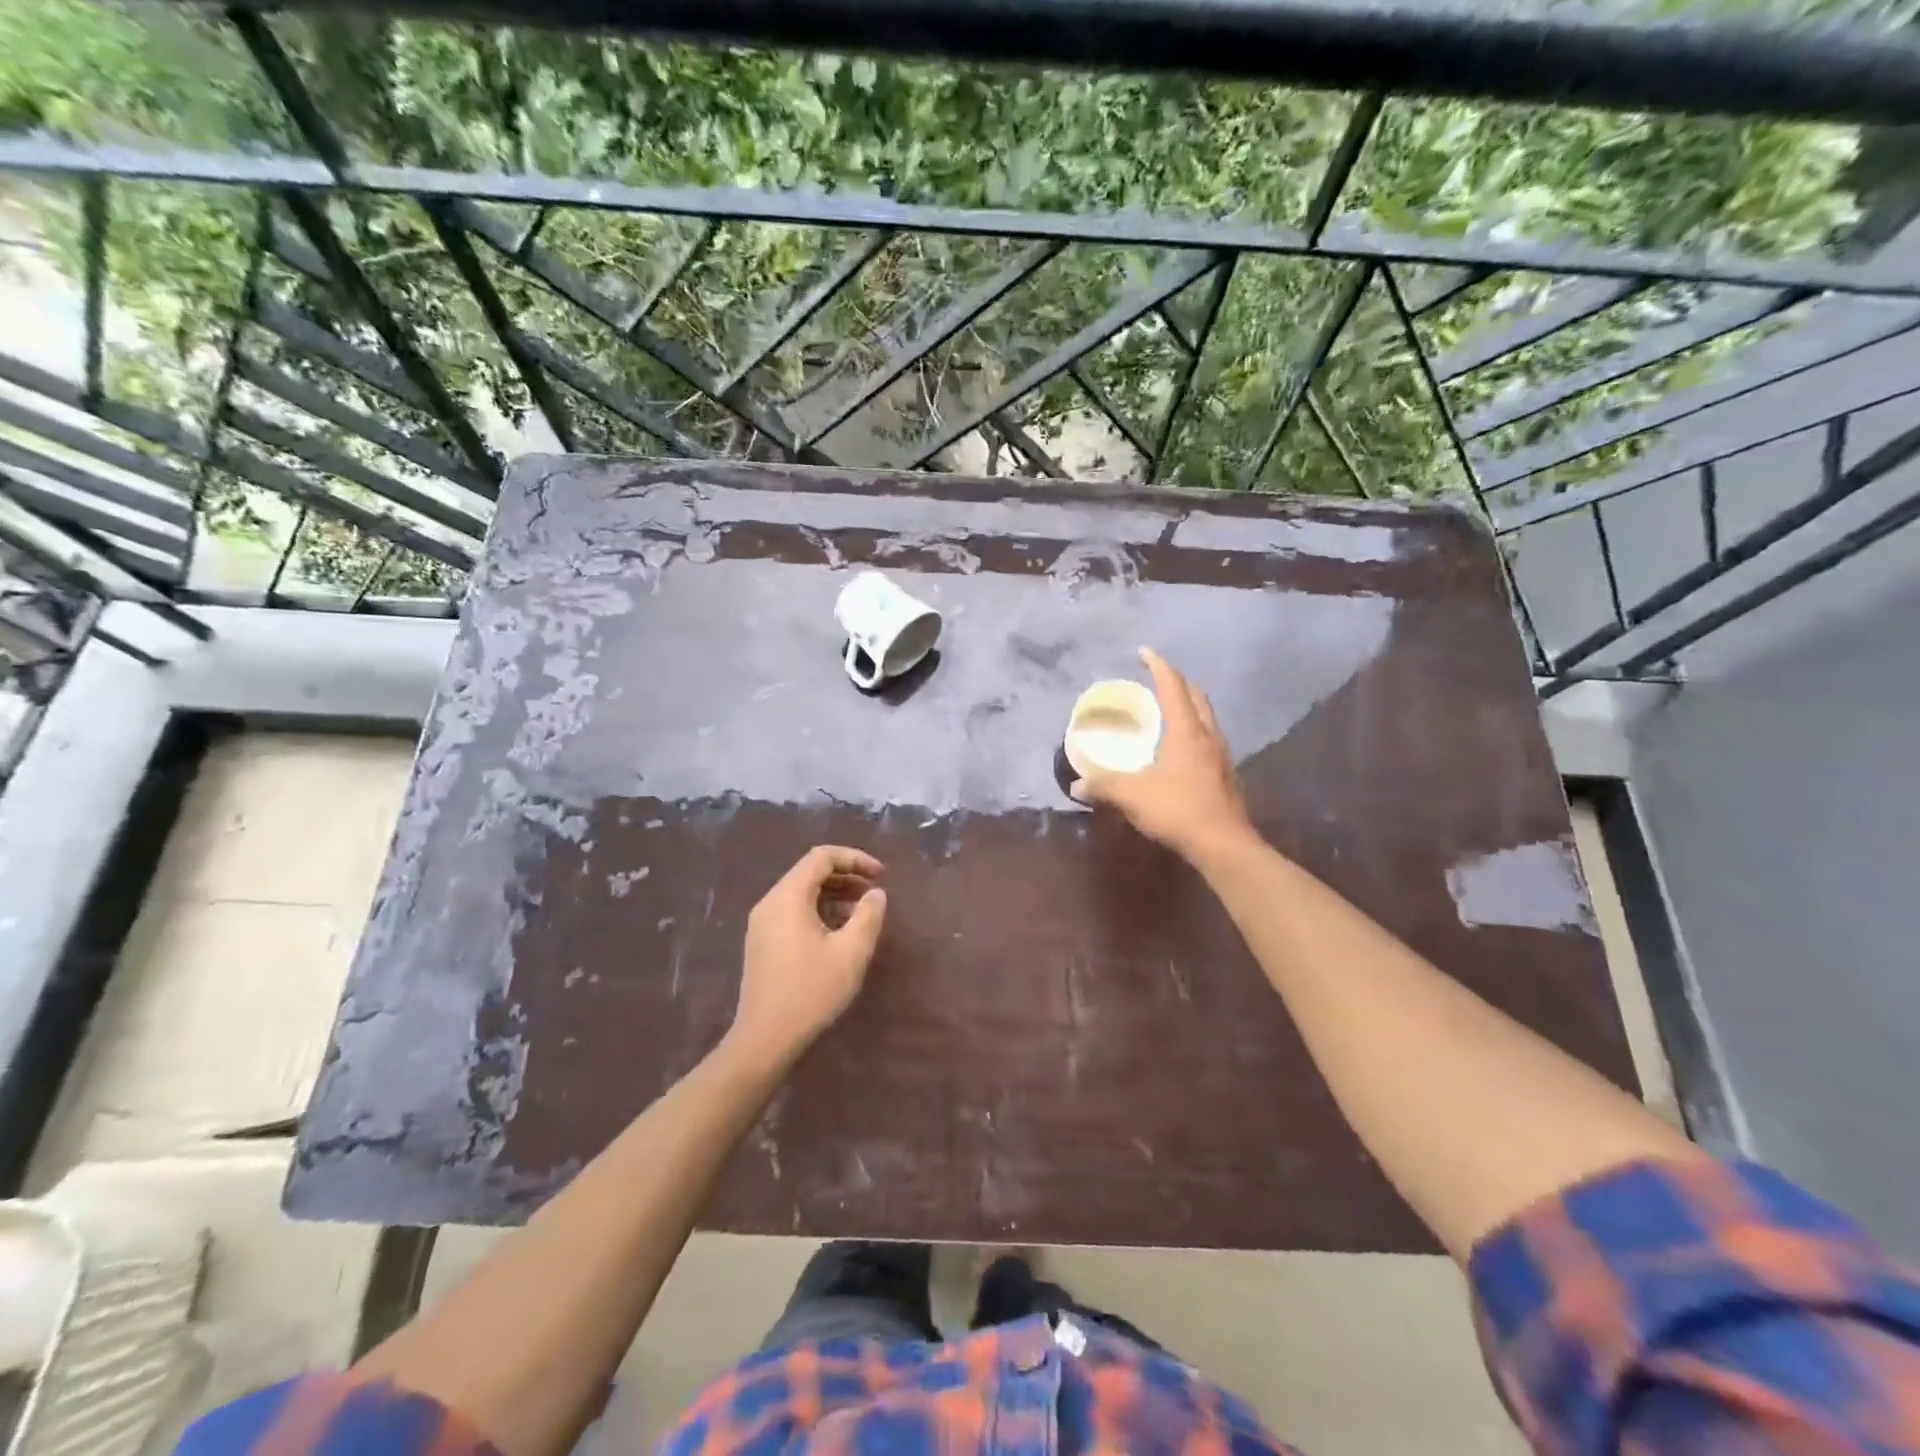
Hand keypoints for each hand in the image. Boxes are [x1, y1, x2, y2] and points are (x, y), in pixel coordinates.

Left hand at [729, 845, 887, 1066]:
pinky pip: (793, 911)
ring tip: (862, 911)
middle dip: (846, 875)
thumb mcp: (851, 953)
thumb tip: (876, 894)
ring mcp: (762, 923)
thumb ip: (868, 915)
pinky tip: (839, 932)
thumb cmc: (810, 992)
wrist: (764, 1039)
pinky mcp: (763, 942)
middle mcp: (770, 903)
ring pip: (802, 892)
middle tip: (875, 891)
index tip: (882, 875)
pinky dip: (819, 910)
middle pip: (810, 871)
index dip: (855, 859)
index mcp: (788, 897)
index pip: (822, 857)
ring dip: (834, 894)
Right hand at [1071, 647, 1252, 863]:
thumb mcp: (1133, 796)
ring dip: (1189, 706)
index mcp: (1186, 731)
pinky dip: (1193, 731)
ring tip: (1168, 711)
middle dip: (1177, 682)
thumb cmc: (1178, 810)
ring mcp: (1221, 755)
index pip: (1172, 686)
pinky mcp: (1226, 774)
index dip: (1157, 666)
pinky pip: (1209, 739)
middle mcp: (1207, 735)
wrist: (1224, 845)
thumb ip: (1104, 786)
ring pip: (1206, 717)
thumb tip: (1078, 785)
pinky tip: (1180, 750)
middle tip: (1157, 680)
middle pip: (1196, 696)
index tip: (1144, 652)